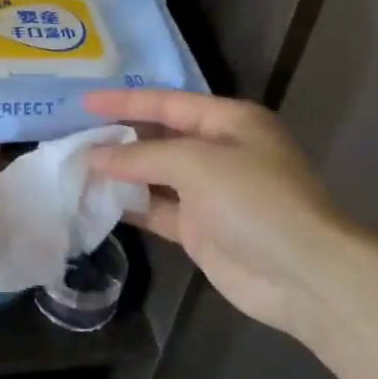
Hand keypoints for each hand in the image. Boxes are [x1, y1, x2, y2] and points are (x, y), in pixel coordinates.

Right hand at [82, 89, 363, 336]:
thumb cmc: (255, 200)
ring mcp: (209, 193)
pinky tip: (96, 199)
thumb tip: (94, 156)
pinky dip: (129, 204)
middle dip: (118, 137)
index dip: (124, 102)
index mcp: (229, 122)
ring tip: (75, 167)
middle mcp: (219, 152)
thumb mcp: (196, 162)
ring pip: (153, 174)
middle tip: (73, 136)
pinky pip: (156, 209)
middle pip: (159, 137)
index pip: (167, 103)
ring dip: (119, 172)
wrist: (304, 276)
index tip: (83, 103)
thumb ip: (141, 155)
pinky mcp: (199, 229)